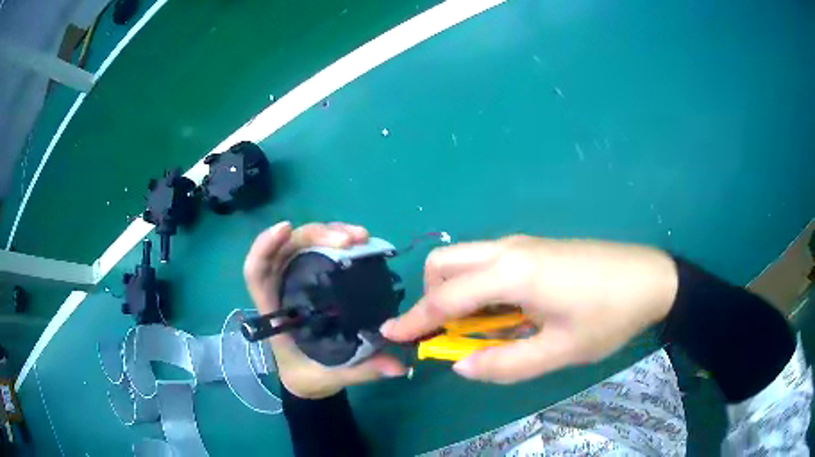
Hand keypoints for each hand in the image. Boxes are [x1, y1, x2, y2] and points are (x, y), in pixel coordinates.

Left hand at [244, 221, 405, 398]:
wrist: (307, 377)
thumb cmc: (308, 376)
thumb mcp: (333, 376)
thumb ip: (363, 370)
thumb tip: (400, 367)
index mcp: (274, 313)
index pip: (257, 272)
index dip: (264, 247)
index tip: (286, 229)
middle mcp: (281, 290)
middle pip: (286, 249)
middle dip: (315, 236)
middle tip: (351, 240)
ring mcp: (295, 282)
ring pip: (303, 244)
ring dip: (329, 233)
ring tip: (361, 237)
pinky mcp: (311, 280)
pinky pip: (318, 252)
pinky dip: (335, 242)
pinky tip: (358, 242)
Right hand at [381, 235, 677, 383]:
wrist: (651, 278)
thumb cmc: (608, 316)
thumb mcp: (559, 352)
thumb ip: (505, 363)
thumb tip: (461, 366)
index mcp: (512, 273)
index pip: (445, 297)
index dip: (414, 319)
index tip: (389, 334)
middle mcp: (509, 250)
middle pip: (445, 263)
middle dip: (432, 297)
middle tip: (447, 333)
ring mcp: (524, 244)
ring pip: (467, 259)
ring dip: (456, 291)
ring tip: (479, 328)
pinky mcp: (537, 248)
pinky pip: (489, 262)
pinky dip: (479, 286)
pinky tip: (506, 311)